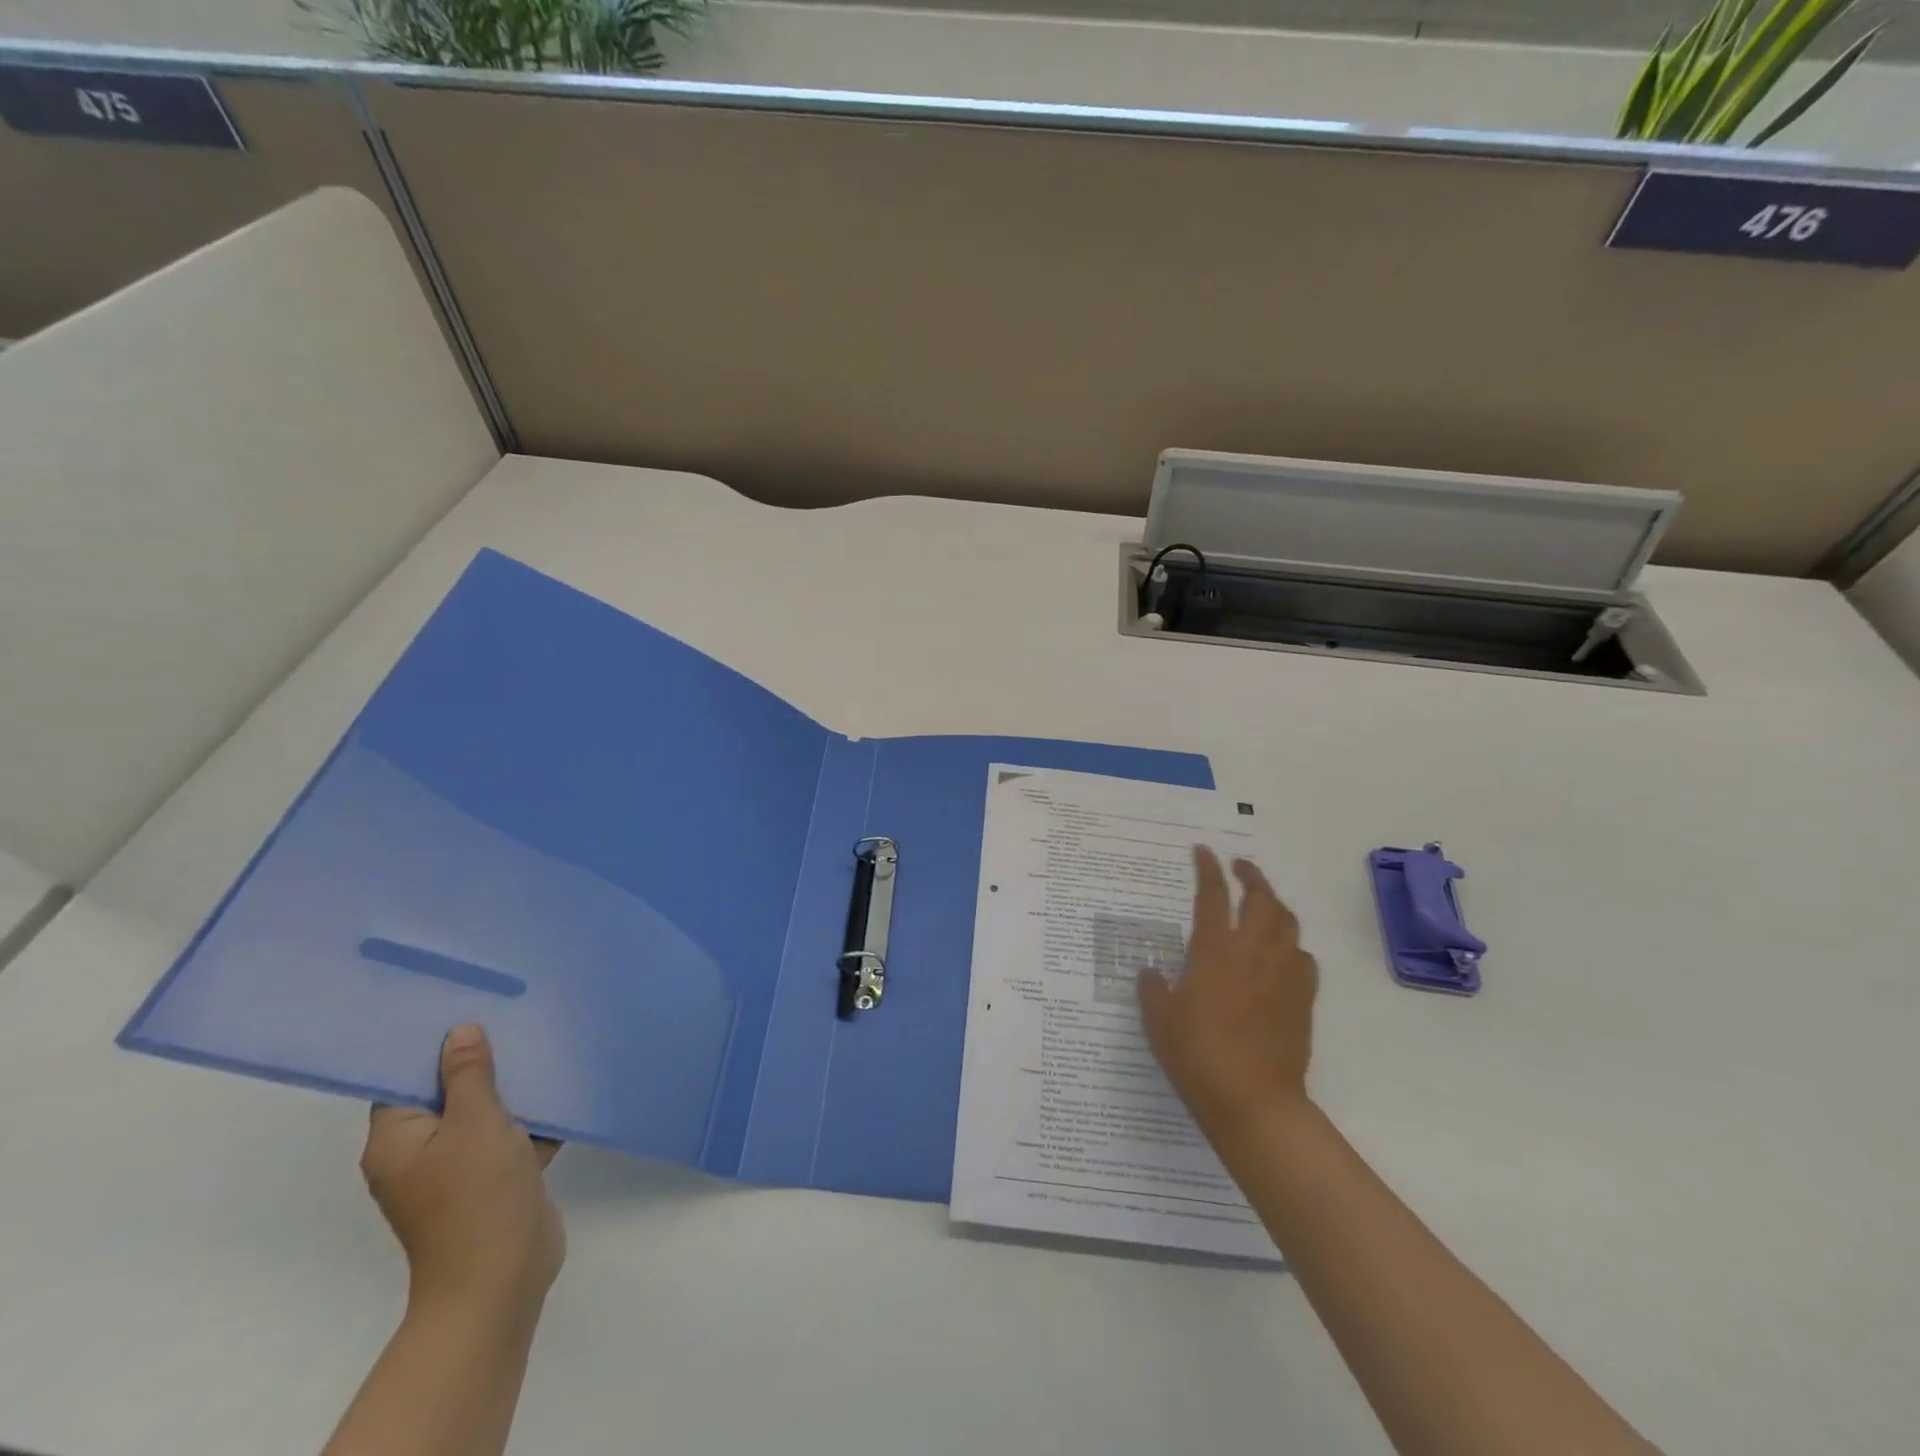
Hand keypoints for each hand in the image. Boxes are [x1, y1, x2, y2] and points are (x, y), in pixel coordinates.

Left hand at [360, 1025, 565, 1323]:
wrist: (501, 1277)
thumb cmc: (476, 1193)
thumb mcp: (476, 1121)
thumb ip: (469, 1074)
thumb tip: (460, 1031)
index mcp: (397, 1141)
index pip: (405, 1080)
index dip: (432, 1045)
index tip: (467, 1007)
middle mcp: (420, 1153)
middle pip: (448, 1094)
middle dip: (482, 1061)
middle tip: (513, 1016)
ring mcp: (459, 1170)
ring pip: (485, 1113)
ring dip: (513, 1088)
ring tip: (543, 1042)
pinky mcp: (495, 1180)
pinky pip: (511, 1136)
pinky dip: (533, 1117)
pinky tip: (564, 1087)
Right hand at [1138, 846, 1318, 1140]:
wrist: (1253, 1100)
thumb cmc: (1197, 1055)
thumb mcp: (1158, 1020)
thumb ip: (1152, 988)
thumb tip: (1151, 971)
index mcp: (1214, 950)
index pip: (1213, 895)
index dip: (1208, 869)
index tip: (1204, 851)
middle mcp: (1254, 952)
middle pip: (1261, 898)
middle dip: (1251, 876)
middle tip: (1240, 867)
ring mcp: (1283, 974)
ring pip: (1288, 923)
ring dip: (1275, 905)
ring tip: (1262, 903)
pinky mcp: (1303, 998)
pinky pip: (1304, 958)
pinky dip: (1292, 946)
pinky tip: (1282, 955)